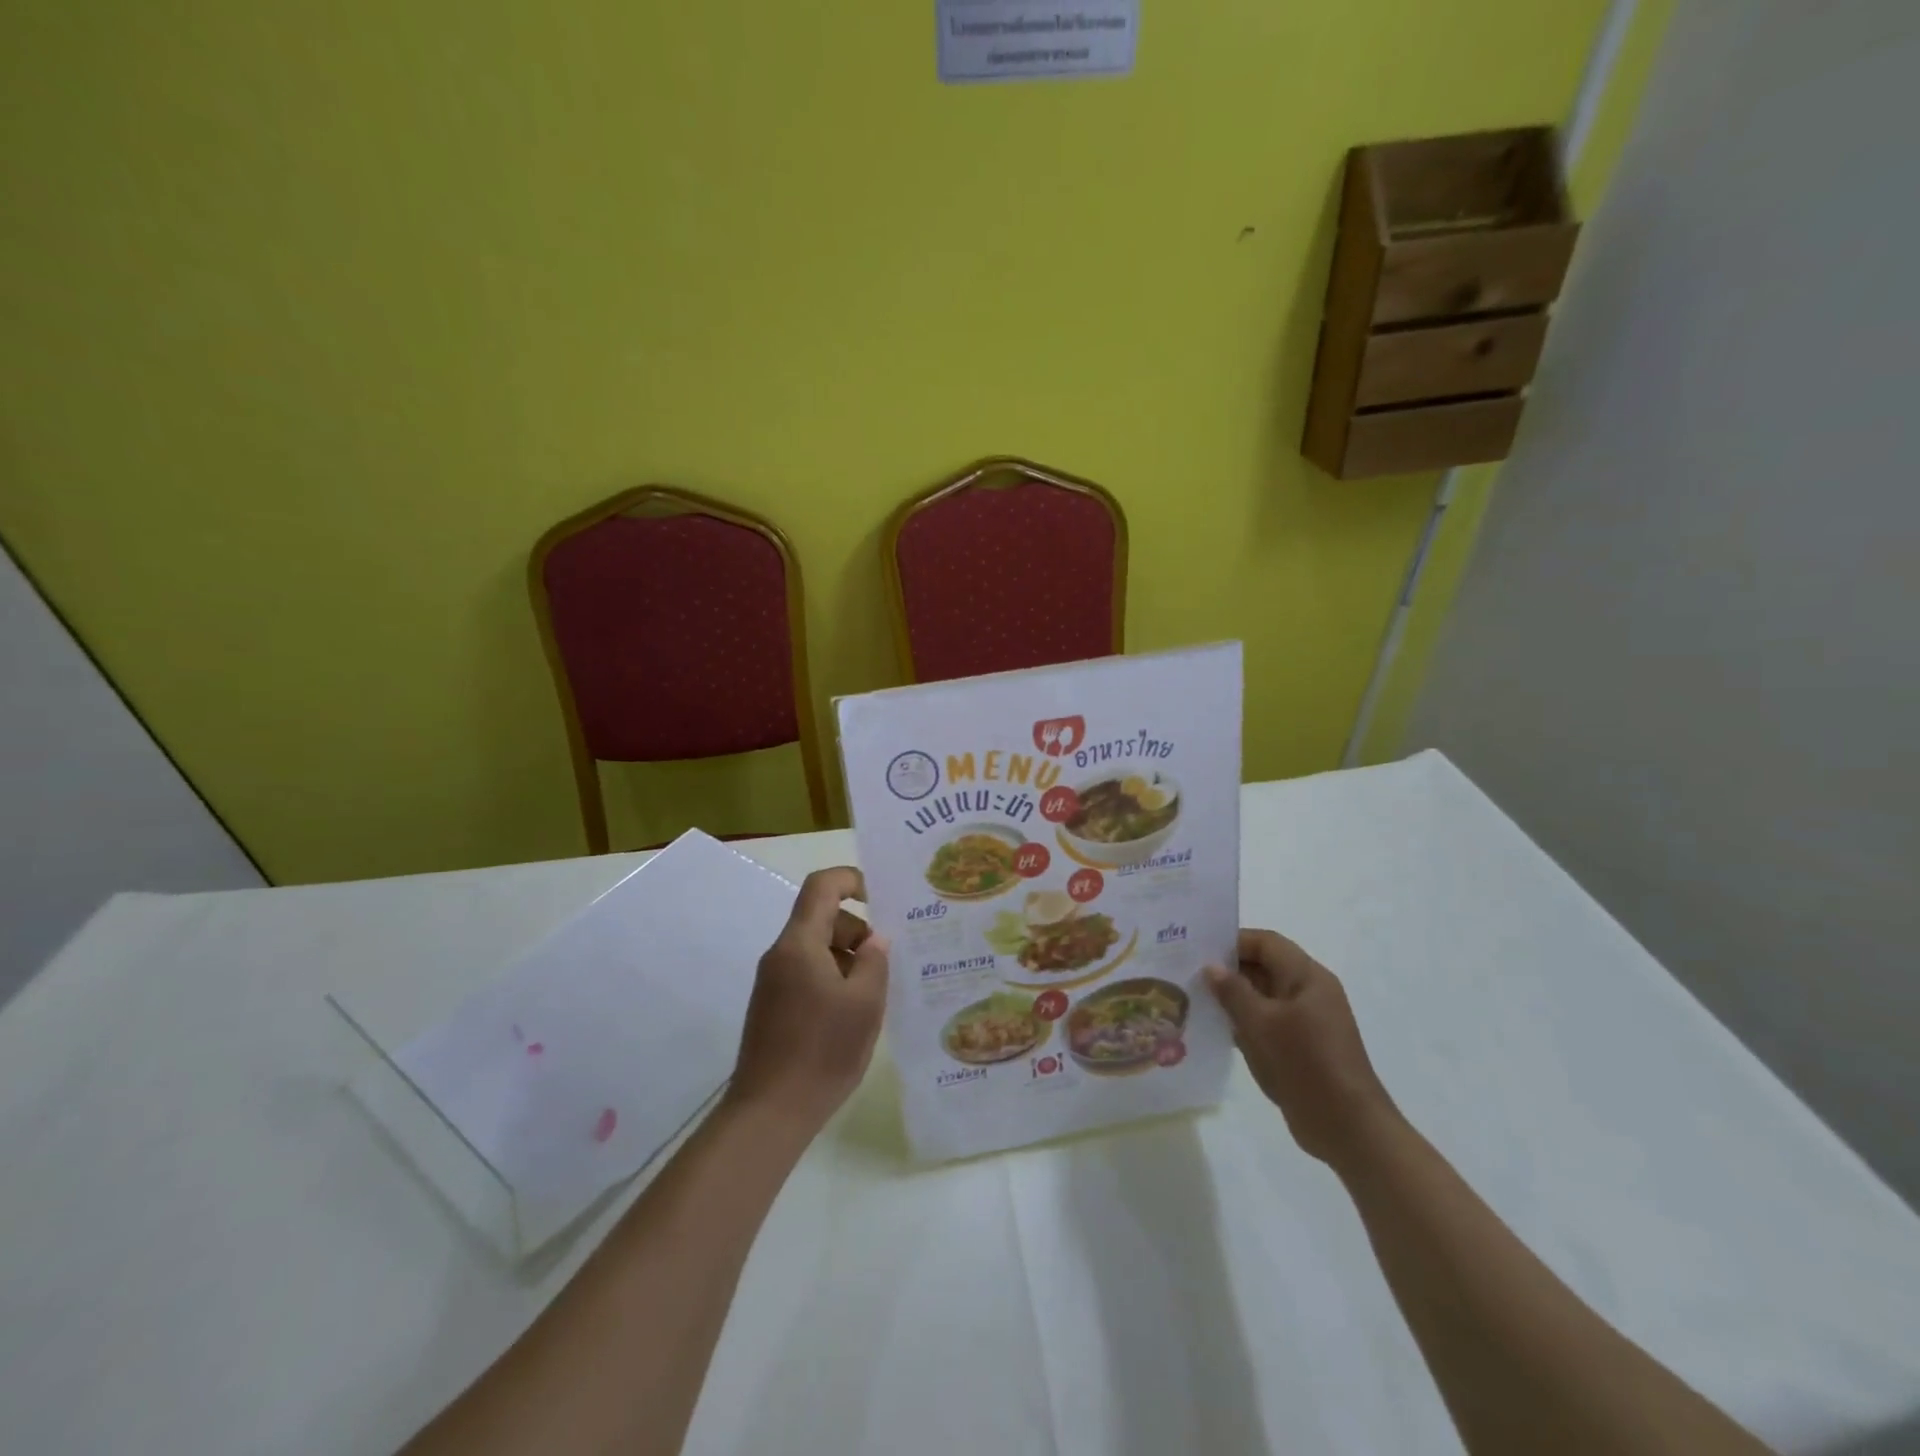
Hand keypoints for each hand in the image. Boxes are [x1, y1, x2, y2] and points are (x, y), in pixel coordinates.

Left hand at [728, 867, 889, 1134]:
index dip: (852, 879)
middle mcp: (780, 955)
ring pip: (816, 949)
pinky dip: (833, 979)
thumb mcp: (865, 1003)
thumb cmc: (822, 1051)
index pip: (821, 886)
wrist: (769, 1113)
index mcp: (799, 944)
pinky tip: (852, 1014)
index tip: (881, 897)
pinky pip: (807, 974)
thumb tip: (875, 939)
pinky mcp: (772, 1007)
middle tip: (887, 962)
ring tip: (874, 994)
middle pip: (821, 918)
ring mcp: (773, 982)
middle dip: (857, 930)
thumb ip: (875, 961)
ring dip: (848, 958)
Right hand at [1205, 929, 1399, 1167]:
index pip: (1265, 943)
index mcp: (1307, 977)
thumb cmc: (1305, 1064)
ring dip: (1233, 998)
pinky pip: (1267, 1022)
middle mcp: (1309, 992)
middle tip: (1189, 974)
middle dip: (1228, 970)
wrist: (1347, 1128)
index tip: (1197, 950)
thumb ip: (1233, 991)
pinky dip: (1244, 1022)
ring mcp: (1307, 1021)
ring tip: (1195, 1000)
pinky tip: (1216, 1029)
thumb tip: (1211, 967)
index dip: (1232, 942)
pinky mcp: (1302, 1046)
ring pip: (1263, 996)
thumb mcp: (1261, 1023)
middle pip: (1264, 966)